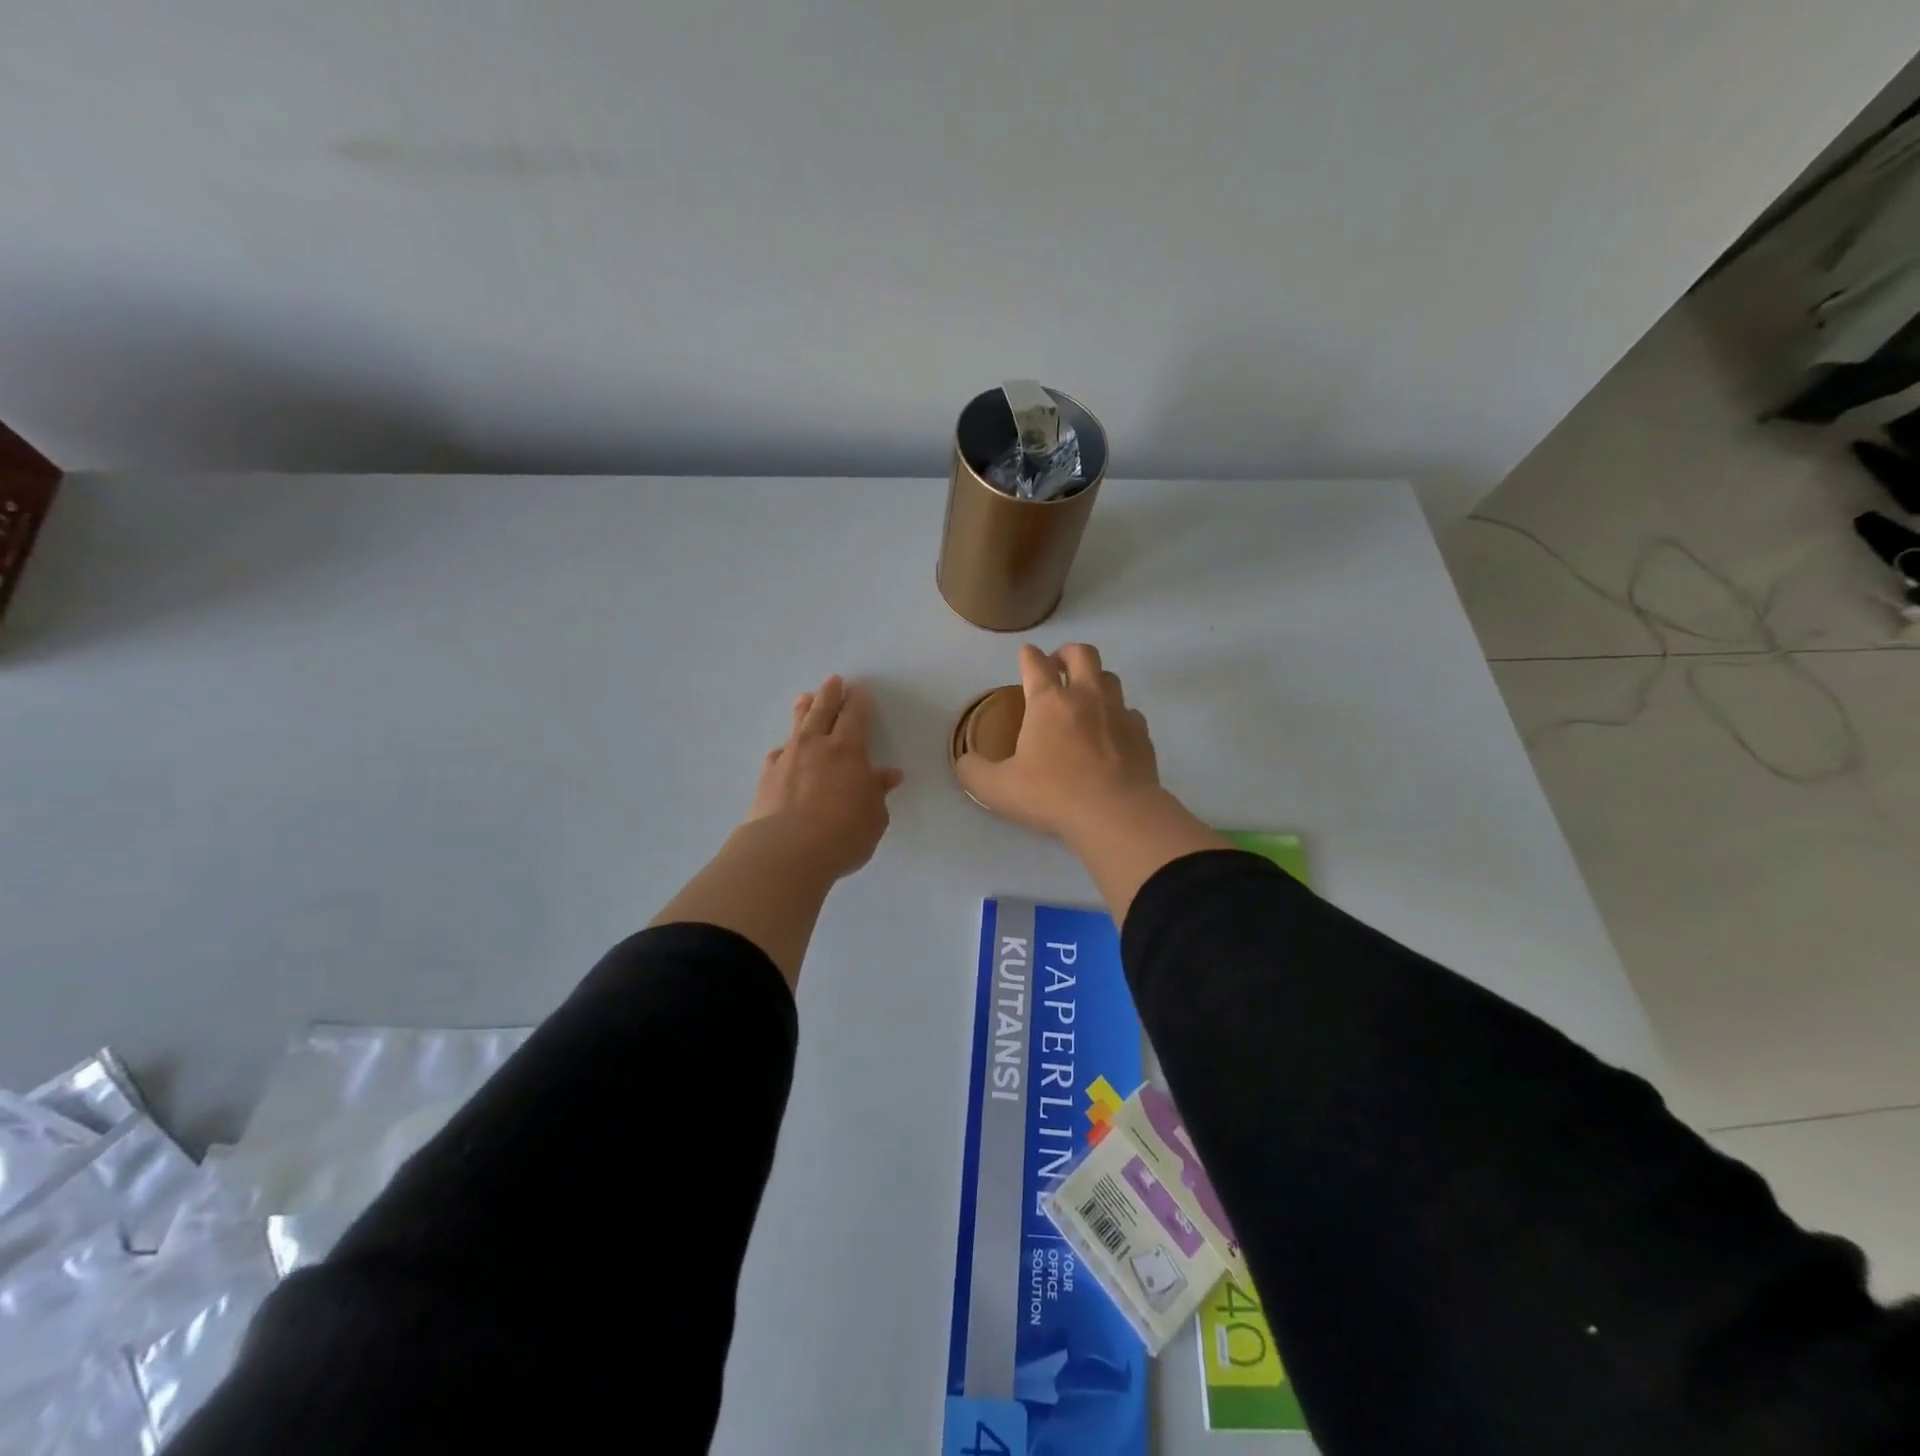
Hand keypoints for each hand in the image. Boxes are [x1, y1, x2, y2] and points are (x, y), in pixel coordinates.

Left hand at [746, 675, 903, 880]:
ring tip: (804, 698)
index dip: (859, 702)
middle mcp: (816, 747)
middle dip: (830, 695)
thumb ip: (877, 793)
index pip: (856, 717)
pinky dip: (784, 749)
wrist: (786, 851)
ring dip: (803, 711)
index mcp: (849, 751)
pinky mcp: (767, 779)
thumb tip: (887, 775)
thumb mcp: (874, 816)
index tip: (859, 690)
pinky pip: (777, 755)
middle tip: (833, 680)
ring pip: (797, 727)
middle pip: (823, 712)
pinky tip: (782, 752)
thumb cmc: (843, 833)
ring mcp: (788, 760)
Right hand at [956, 644, 1162, 842]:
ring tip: (1084, 697)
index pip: (1035, 663)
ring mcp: (1118, 712)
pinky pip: (1130, 712)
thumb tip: (965, 761)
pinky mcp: (1141, 733)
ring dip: (1095, 679)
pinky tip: (1111, 732)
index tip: (1025, 656)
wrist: (1116, 814)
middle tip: (1057, 667)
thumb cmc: (1052, 795)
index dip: (1028, 656)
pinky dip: (1118, 714)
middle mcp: (1086, 696)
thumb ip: (974, 772)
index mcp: (1048, 702)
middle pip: (1082, 654)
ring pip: (1110, 677)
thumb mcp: (997, 789)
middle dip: (1066, 653)